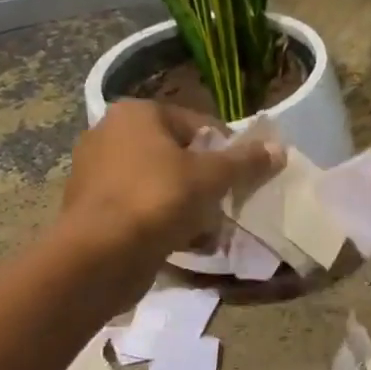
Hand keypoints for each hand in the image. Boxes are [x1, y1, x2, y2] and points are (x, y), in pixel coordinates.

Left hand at [61, 100, 280, 255]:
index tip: (244, 177)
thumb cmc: (158, 200)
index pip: (198, 124)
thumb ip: (245, 162)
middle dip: (205, 181)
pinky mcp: (92, 208)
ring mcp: (96, 172)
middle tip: (227, 204)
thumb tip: (278, 149)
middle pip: (178, 155)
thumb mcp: (211, 177)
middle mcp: (110, 134)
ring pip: (160, 184)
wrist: (100, 255)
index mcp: (136, 114)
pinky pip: (140, 208)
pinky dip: (162, 222)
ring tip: (209, 229)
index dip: (227, 150)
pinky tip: (184, 242)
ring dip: (187, 205)